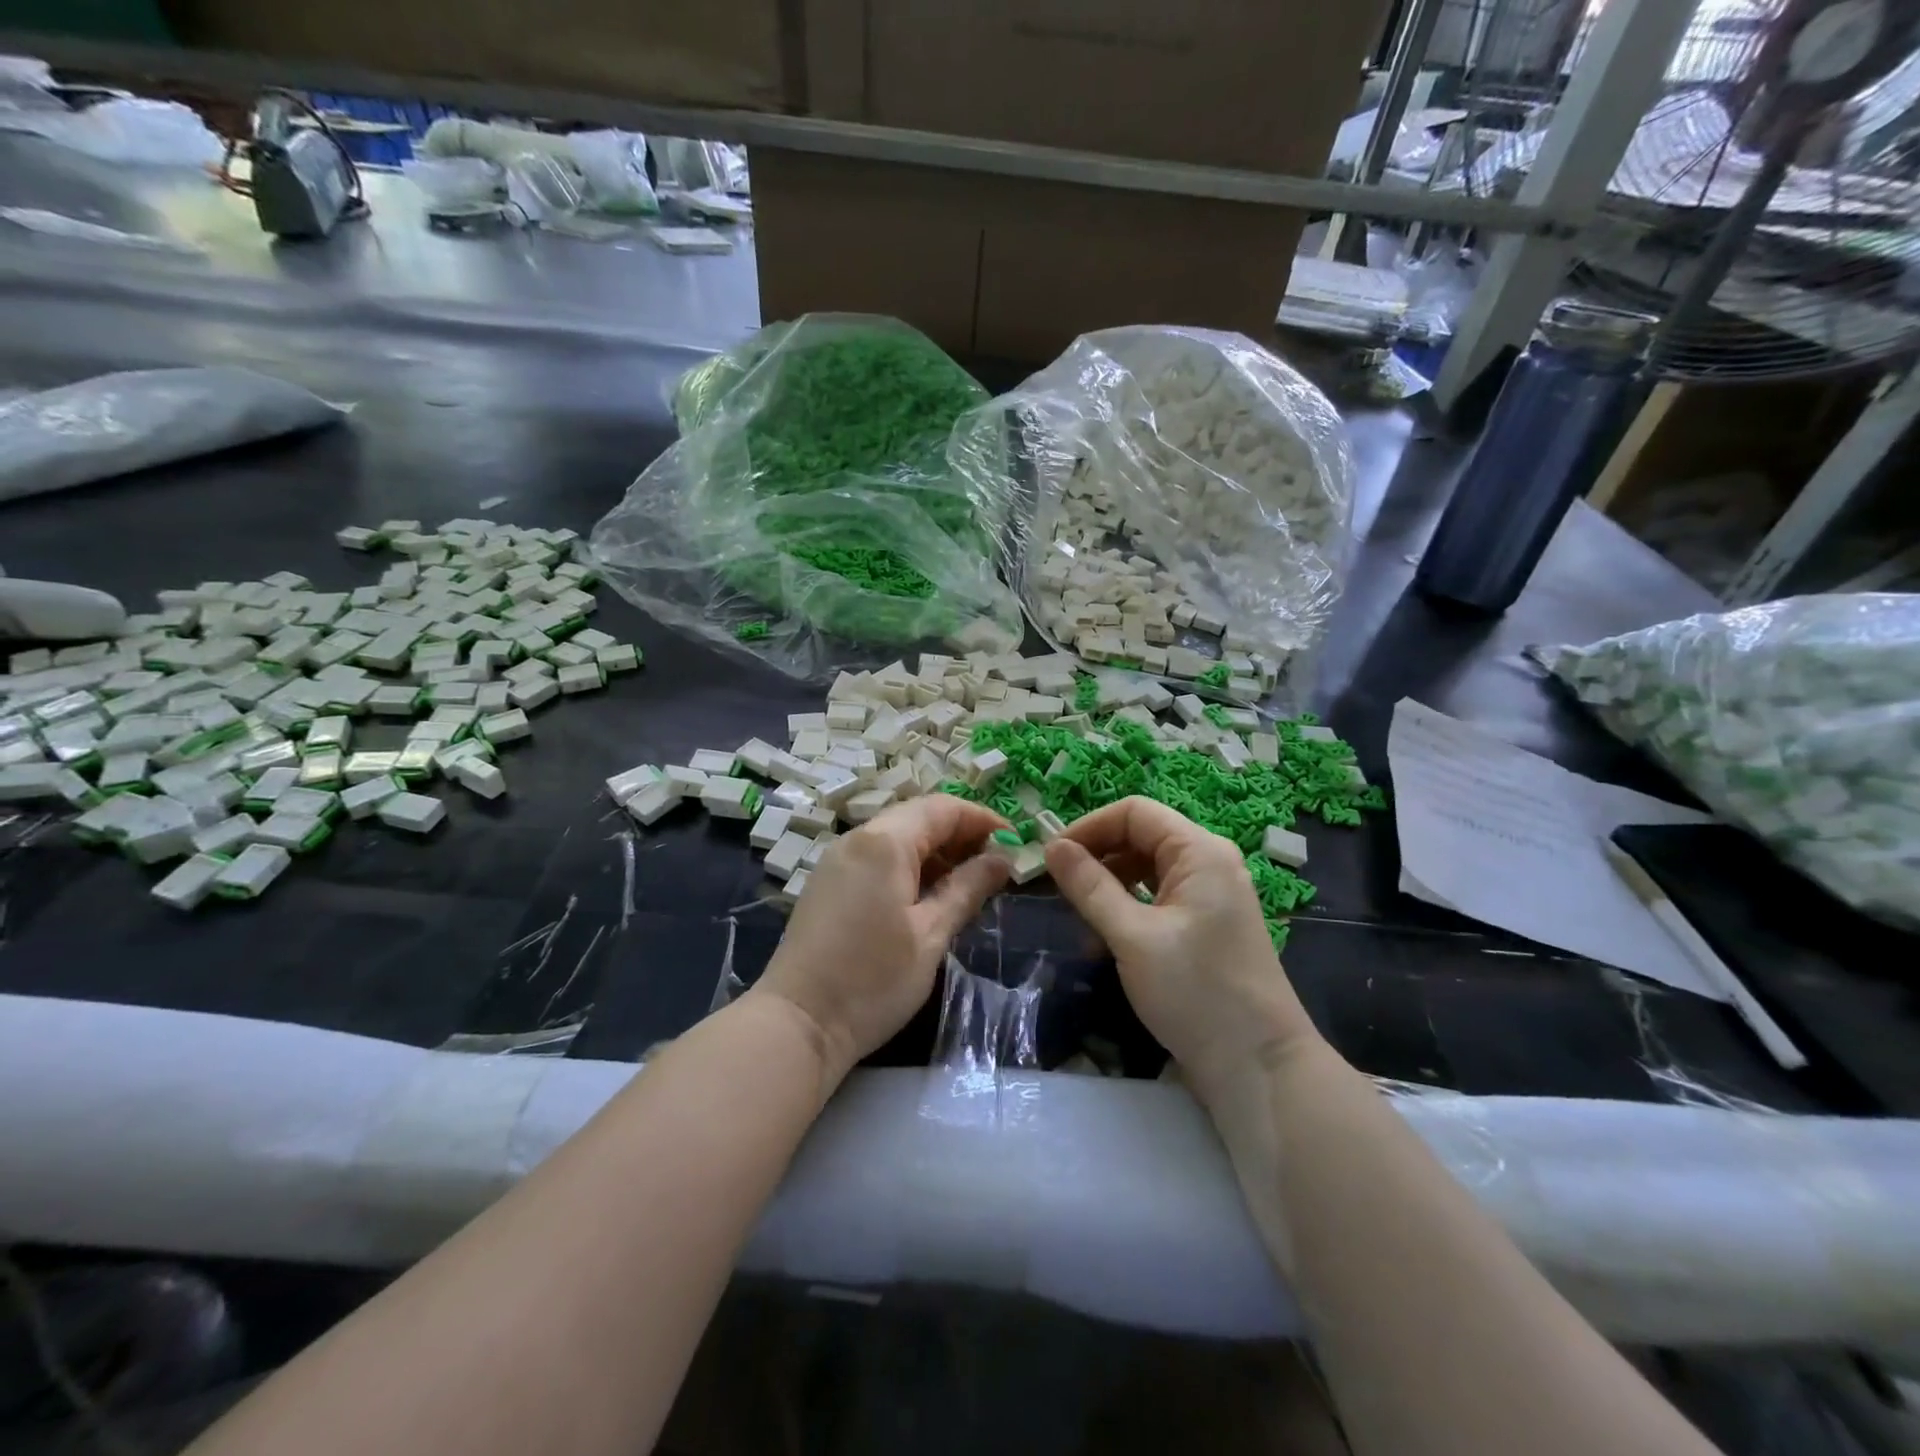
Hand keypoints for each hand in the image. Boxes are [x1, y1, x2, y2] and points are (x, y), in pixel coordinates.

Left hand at [756, 795, 1009, 1081]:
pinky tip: (928, 896)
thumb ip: (968, 888)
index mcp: (884, 842)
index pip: (942, 808)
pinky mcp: (828, 883)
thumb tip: (1002, 858)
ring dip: (936, 852)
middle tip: (996, 866)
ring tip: (969, 883)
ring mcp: (837, 860)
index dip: (982, 819)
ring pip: (896, 838)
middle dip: (960, 835)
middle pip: (918, 818)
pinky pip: (877, 858)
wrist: (798, 1023)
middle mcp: (857, 839)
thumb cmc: (873, 979)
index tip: (1015, 843)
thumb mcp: (931, 934)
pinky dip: (909, 866)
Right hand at [1044, 797, 1322, 1097]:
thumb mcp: (1132, 937)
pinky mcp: (1206, 924)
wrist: (1258, 1066)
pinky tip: (1105, 934)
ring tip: (1078, 913)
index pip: (1134, 812)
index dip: (1089, 826)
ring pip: (1147, 868)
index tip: (1051, 857)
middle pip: (1141, 836)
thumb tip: (1052, 846)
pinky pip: (1159, 896)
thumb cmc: (1196, 992)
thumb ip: (1090, 886)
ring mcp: (1211, 894)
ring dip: (1109, 882)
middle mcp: (1209, 862)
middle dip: (1097, 854)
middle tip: (1058, 886)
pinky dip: (1128, 906)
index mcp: (1200, 851)